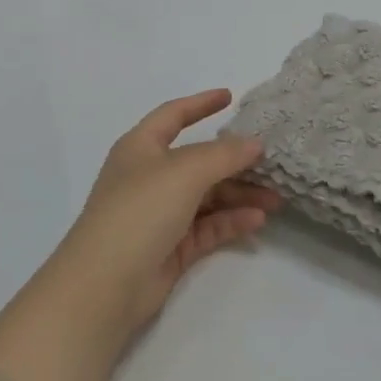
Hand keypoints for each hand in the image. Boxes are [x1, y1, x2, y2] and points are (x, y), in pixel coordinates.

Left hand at [50, 89, 280, 336]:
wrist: (105, 284)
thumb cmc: (140, 211)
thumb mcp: (185, 171)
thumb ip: (224, 154)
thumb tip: (254, 144)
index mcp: (141, 148)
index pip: (173, 115)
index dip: (200, 104)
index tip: (230, 96)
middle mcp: (150, 177)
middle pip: (199, 161)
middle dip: (235, 161)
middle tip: (272, 162)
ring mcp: (160, 214)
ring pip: (208, 197)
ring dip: (241, 195)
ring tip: (276, 199)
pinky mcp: (171, 247)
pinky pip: (208, 227)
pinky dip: (231, 222)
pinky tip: (257, 221)